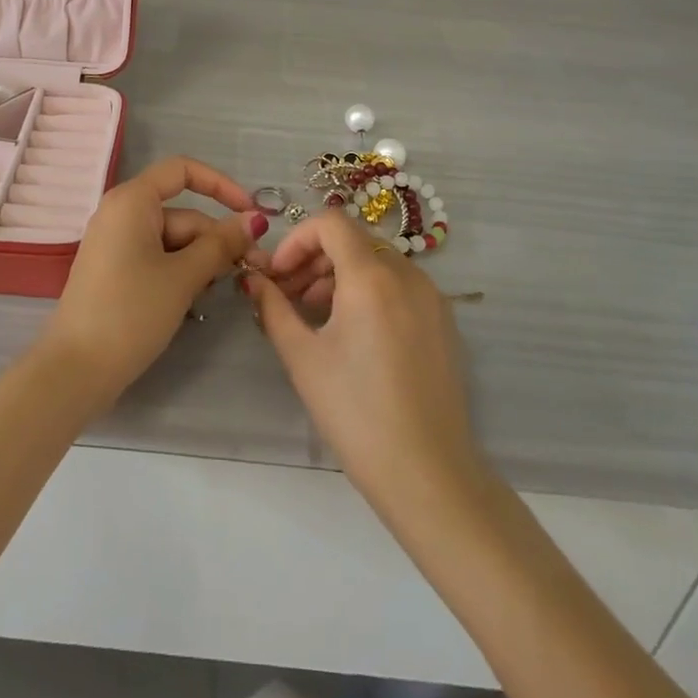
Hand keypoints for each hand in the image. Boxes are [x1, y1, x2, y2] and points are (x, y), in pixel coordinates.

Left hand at [41, 156, 264, 405]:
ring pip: (173, 240)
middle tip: (252, 270)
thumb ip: (222, 244)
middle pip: (182, 213)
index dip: (221, 185)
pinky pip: (157, 257)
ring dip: (201, 261)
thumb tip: (254, 220)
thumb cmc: (131, 312)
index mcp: (133, 200)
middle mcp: (122, 213)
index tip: (250, 214)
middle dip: (217, 239)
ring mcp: (116, 243)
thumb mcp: (184, 276)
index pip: (182, 170)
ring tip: (219, 292)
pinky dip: (179, 272)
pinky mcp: (115, 270)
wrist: (75, 370)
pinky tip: (193, 300)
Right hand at [245, 213, 487, 522]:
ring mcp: (432, 297)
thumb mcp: (303, 357)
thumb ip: (273, 308)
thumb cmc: (356, 413)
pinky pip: (400, 285)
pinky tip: (353, 332)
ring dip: (340, 274)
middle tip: (288, 295)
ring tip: (316, 315)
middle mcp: (408, 274)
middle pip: (354, 240)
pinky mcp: (444, 321)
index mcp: (372, 276)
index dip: (296, 239)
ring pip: (378, 261)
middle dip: (314, 258)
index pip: (331, 223)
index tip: (277, 273)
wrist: (428, 474)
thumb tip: (253, 279)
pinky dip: (370, 290)